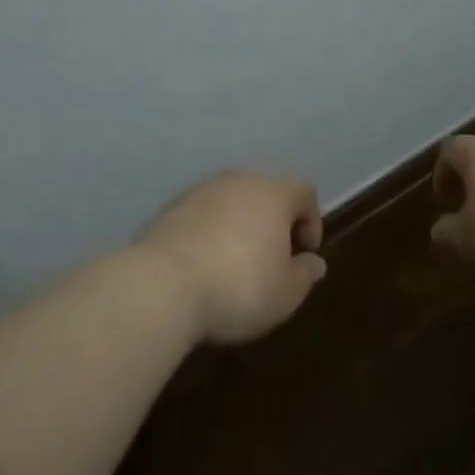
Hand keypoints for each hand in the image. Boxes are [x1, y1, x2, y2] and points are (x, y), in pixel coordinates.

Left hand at [141, 171, 325, 344]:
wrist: (161, 287)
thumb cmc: (238, 288)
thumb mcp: (285, 294)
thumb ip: (305, 275)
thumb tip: (314, 263)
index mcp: (273, 193)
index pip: (304, 193)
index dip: (311, 222)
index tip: (304, 256)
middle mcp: (238, 181)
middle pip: (266, 193)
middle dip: (274, 222)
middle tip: (272, 259)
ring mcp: (201, 191)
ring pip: (232, 202)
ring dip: (240, 226)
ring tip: (235, 265)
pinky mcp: (170, 208)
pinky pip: (202, 216)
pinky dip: (210, 233)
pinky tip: (203, 266)